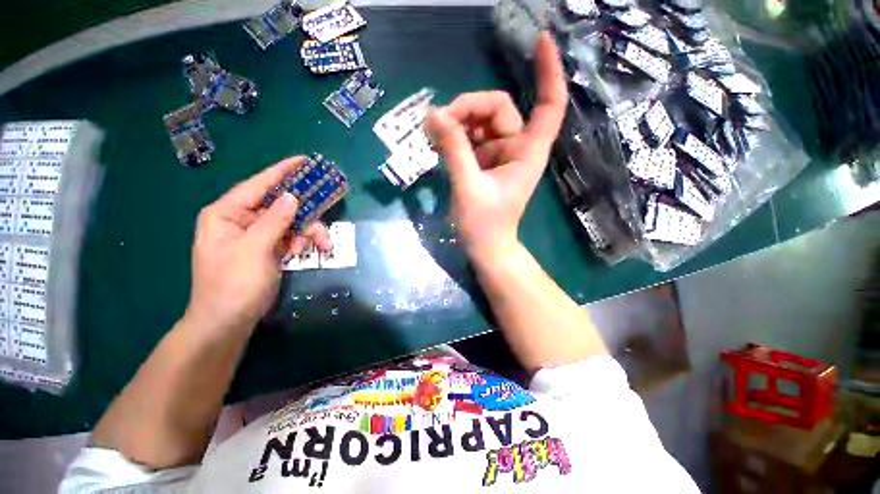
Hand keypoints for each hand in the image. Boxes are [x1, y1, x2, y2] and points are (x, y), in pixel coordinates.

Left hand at [185, 157, 331, 333]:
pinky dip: (301, 242)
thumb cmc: (234, 284)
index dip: (282, 171)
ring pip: (290, 222)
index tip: (305, 161)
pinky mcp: (267, 248)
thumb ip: (274, 220)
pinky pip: (290, 236)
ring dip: (308, 232)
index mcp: (227, 214)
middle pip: (280, 204)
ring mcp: (256, 235)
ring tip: (321, 246)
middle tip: (326, 216)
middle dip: (305, 214)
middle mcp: (241, 220)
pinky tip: (303, 252)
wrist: (228, 321)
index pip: (258, 185)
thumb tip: (292, 196)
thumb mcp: (254, 249)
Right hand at [425, 33, 566, 263]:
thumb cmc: (483, 225)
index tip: (539, 41)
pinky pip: (470, 137)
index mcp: (526, 152)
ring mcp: (499, 153)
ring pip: (479, 120)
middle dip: (467, 108)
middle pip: (496, 107)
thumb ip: (453, 150)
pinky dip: (454, 136)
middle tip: (437, 123)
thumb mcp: (467, 187)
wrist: (485, 247)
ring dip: (457, 122)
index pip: (548, 105)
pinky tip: (438, 142)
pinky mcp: (484, 161)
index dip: (548, 72)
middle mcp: (516, 147)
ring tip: (433, 135)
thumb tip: (434, 115)